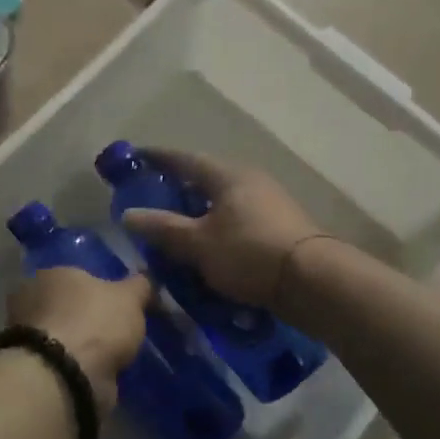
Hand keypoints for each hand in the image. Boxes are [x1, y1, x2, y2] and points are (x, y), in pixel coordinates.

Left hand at [7, 268, 152, 414]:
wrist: (66, 376)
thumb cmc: (95, 323)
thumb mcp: (129, 298)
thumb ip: (138, 286)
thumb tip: (144, 279)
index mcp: (50, 274)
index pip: (75, 276)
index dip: (95, 289)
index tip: (115, 305)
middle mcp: (31, 300)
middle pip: (65, 305)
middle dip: (84, 317)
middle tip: (113, 330)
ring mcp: (27, 337)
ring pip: (61, 335)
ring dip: (79, 344)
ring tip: (109, 356)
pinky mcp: (32, 368)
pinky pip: (60, 361)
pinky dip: (74, 366)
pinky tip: (95, 373)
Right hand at [120, 150, 325, 310]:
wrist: (311, 280)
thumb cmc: (248, 253)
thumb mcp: (198, 243)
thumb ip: (163, 228)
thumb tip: (128, 214)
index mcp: (227, 175)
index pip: (186, 159)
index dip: (160, 158)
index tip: (138, 157)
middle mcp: (250, 180)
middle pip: (206, 178)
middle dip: (179, 186)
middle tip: (153, 197)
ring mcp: (269, 202)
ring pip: (223, 200)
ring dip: (199, 210)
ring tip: (177, 226)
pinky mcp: (279, 225)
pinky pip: (238, 218)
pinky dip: (217, 225)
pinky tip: (208, 244)